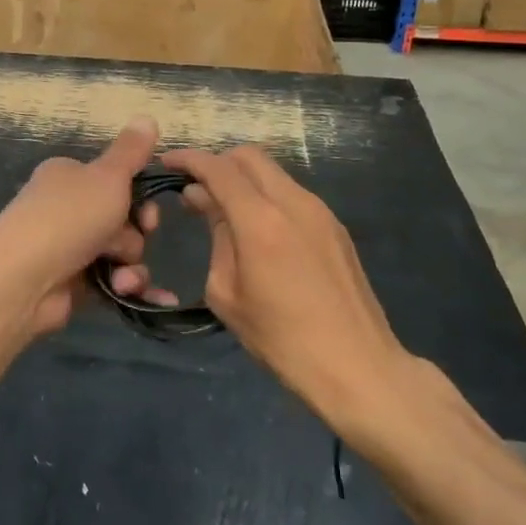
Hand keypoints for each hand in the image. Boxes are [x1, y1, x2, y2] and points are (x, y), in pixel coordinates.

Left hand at [0, 117, 176, 337]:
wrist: (21, 282)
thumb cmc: (67, 219)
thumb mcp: (107, 177)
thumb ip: (131, 151)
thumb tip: (148, 116)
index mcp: (69, 176)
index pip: (116, 179)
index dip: (139, 196)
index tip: (148, 212)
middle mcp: (67, 208)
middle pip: (122, 217)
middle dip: (134, 234)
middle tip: (129, 241)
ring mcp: (68, 247)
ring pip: (120, 252)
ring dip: (131, 265)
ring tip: (122, 277)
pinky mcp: (71, 283)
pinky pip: (112, 281)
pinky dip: (126, 287)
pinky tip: (135, 294)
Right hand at [164, 145, 407, 430]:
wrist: (358, 367)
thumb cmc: (282, 339)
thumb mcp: (227, 293)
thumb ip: (216, 236)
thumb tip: (203, 200)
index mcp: (261, 220)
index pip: (218, 168)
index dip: (189, 159)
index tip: (167, 163)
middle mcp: (293, 202)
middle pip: (248, 156)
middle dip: (218, 162)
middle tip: (196, 188)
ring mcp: (319, 211)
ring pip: (273, 172)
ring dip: (244, 179)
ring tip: (224, 210)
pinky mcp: (335, 226)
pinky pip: (291, 193)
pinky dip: (266, 195)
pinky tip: (258, 228)